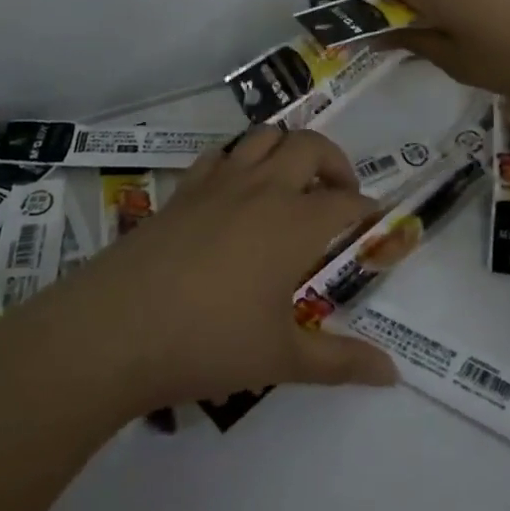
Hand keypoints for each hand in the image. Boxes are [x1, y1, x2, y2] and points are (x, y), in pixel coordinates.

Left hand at [71, 129, 397, 409]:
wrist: (116, 329)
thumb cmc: (208, 342)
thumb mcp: (282, 359)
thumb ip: (341, 362)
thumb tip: (393, 374)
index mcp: (295, 222)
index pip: (347, 202)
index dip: (368, 210)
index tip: (374, 225)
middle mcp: (263, 188)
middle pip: (310, 146)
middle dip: (335, 163)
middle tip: (338, 196)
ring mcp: (219, 183)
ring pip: (264, 137)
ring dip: (288, 149)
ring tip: (292, 184)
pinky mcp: (183, 190)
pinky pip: (220, 154)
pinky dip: (240, 158)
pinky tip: (236, 190)